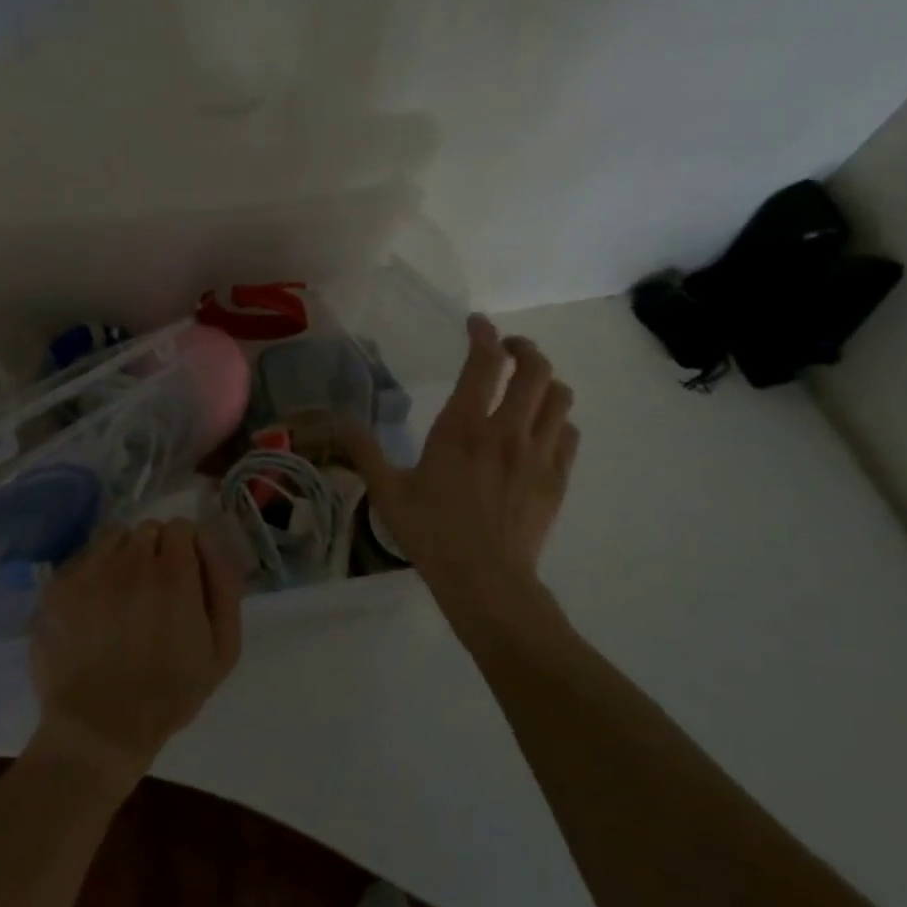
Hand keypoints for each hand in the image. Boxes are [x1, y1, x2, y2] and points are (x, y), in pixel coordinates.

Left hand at [30, 520, 243, 784]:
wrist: (98, 729)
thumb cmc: (168, 694)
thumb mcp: (222, 650)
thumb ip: (224, 585)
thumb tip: (210, 542)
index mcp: (174, 573)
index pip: (182, 527)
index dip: (186, 549)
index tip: (183, 575)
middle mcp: (130, 560)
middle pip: (148, 529)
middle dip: (155, 551)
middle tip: (153, 589)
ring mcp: (88, 570)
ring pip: (112, 537)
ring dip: (122, 556)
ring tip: (121, 594)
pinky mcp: (57, 586)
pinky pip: (81, 559)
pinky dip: (91, 574)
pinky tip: (92, 607)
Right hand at [342, 313, 577, 622]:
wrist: (486, 582)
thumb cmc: (433, 534)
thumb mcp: (388, 492)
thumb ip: (364, 451)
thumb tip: (338, 422)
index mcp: (463, 427)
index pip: (484, 362)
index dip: (483, 334)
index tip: (477, 324)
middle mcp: (507, 430)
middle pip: (534, 369)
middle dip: (523, 349)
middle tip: (508, 350)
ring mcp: (538, 454)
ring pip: (559, 396)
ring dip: (545, 382)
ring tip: (528, 385)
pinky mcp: (557, 478)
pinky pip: (568, 432)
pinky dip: (557, 421)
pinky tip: (541, 430)